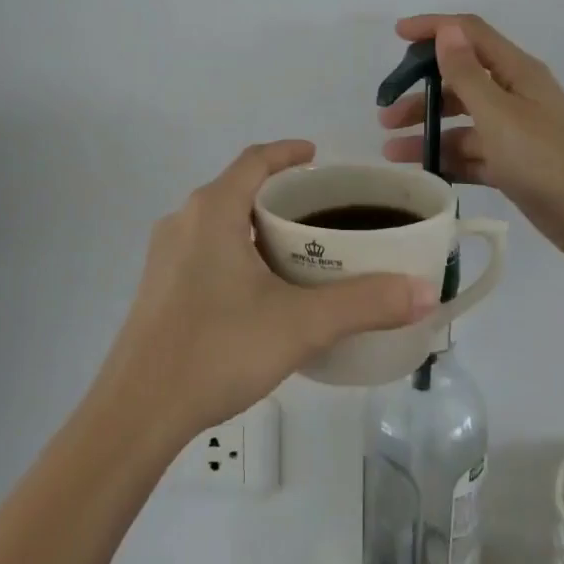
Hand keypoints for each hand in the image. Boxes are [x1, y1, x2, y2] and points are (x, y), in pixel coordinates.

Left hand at [101, 140, 438, 441]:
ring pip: (220, 222)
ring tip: (299, 250)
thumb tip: (425, 292)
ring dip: (257, 225)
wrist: (138, 411)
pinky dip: (238, 251)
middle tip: (322, 213)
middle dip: (279, 194)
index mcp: (213, 211)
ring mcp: (166, 255)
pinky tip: (260, 291)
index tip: (318, 156)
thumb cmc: (217, 349)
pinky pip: (205, 250)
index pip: (255, 160)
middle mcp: (184, 221)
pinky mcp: (159, 287)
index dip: (288, 152)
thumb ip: (365, 303)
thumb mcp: (300, 324)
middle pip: (238, 189)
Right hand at [380, 15, 563, 263]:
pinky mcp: (513, 164)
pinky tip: (421, 172)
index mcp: (516, 71)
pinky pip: (471, 153)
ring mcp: (514, 131)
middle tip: (386, 112)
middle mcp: (514, 95)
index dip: (434, 28)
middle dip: (421, 90)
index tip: (396, 34)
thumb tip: (446, 29)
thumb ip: (467, 73)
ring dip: (427, 130)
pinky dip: (447, 159)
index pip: (470, 34)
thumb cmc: (545, 158)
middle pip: (460, 80)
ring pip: (461, 121)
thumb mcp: (498, 113)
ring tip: (391, 151)